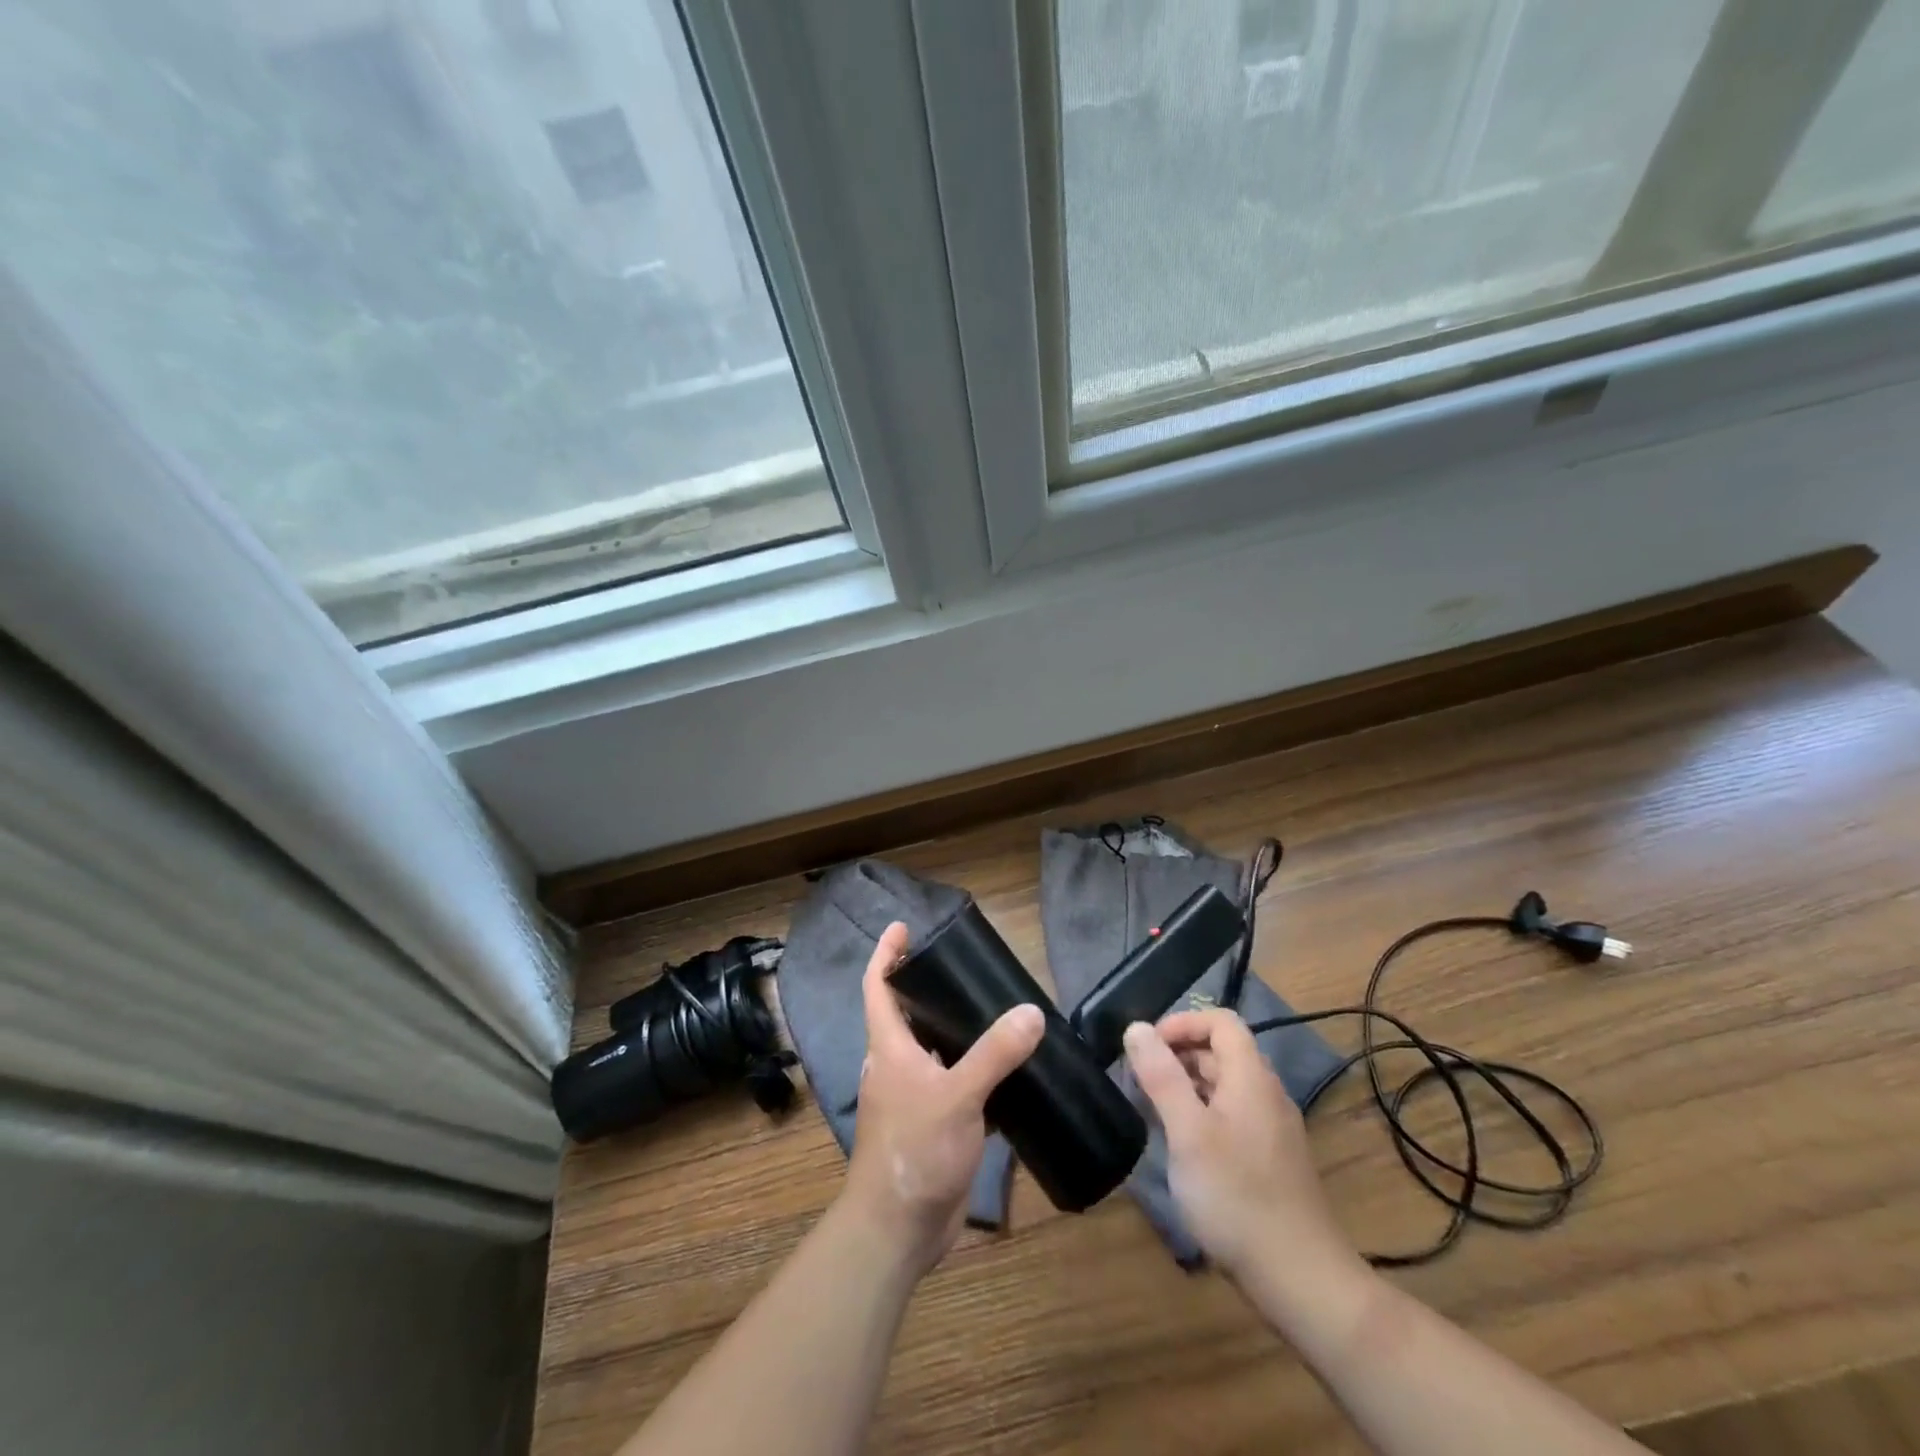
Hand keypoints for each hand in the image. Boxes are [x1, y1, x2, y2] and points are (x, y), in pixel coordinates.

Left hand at [842, 922, 1044, 1275]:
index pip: (877, 986)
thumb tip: (1031, 1012)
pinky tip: (1005, 1067)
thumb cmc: (915, 1150)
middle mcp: (896, 1065)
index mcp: (889, 1048)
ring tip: (994, 1009)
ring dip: (954, 1029)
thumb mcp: (957, 1096)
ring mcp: (913, 1097)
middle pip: (905, 1014)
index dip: (886, 953)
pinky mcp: (933, 1124)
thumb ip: (995, 1053)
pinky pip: (952, 1083)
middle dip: (927, 988)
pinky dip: (973, 1069)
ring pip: (932, 1049)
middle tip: (966, 967)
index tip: (903, 927)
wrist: (898, 1230)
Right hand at [1123, 1009, 1354, 1279]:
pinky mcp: (1272, 1160)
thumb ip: (1161, 1076)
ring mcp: (1273, 1129)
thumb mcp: (1188, 1133)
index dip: (1182, 1023)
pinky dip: (1203, 1115)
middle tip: (1139, 1082)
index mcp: (1251, 1078)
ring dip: (1187, 1086)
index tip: (1147, 1048)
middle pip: (1222, 1052)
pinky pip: (1233, 1116)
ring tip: (1153, 1113)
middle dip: (1178, 1056)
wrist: (1303, 1281)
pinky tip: (1183, 1148)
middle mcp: (1267, 1094)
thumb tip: (1137, 1028)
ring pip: (1226, 1086)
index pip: (1221, 1021)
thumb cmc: (1237, 1198)